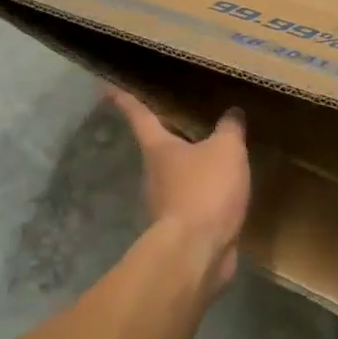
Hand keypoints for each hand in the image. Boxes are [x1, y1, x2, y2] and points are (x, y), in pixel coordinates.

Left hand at [108, 89, 250, 291]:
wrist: (197, 252)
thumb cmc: (204, 190)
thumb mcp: (226, 150)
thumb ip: (230, 128)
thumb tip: (232, 113)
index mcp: (158, 147)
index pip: (138, 114)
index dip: (123, 97)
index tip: (105, 85)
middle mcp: (154, 171)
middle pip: (159, 144)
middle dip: (170, 130)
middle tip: (184, 111)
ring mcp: (165, 201)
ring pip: (178, 172)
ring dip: (193, 161)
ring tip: (216, 147)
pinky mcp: (182, 225)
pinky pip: (195, 196)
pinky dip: (207, 188)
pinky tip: (226, 184)